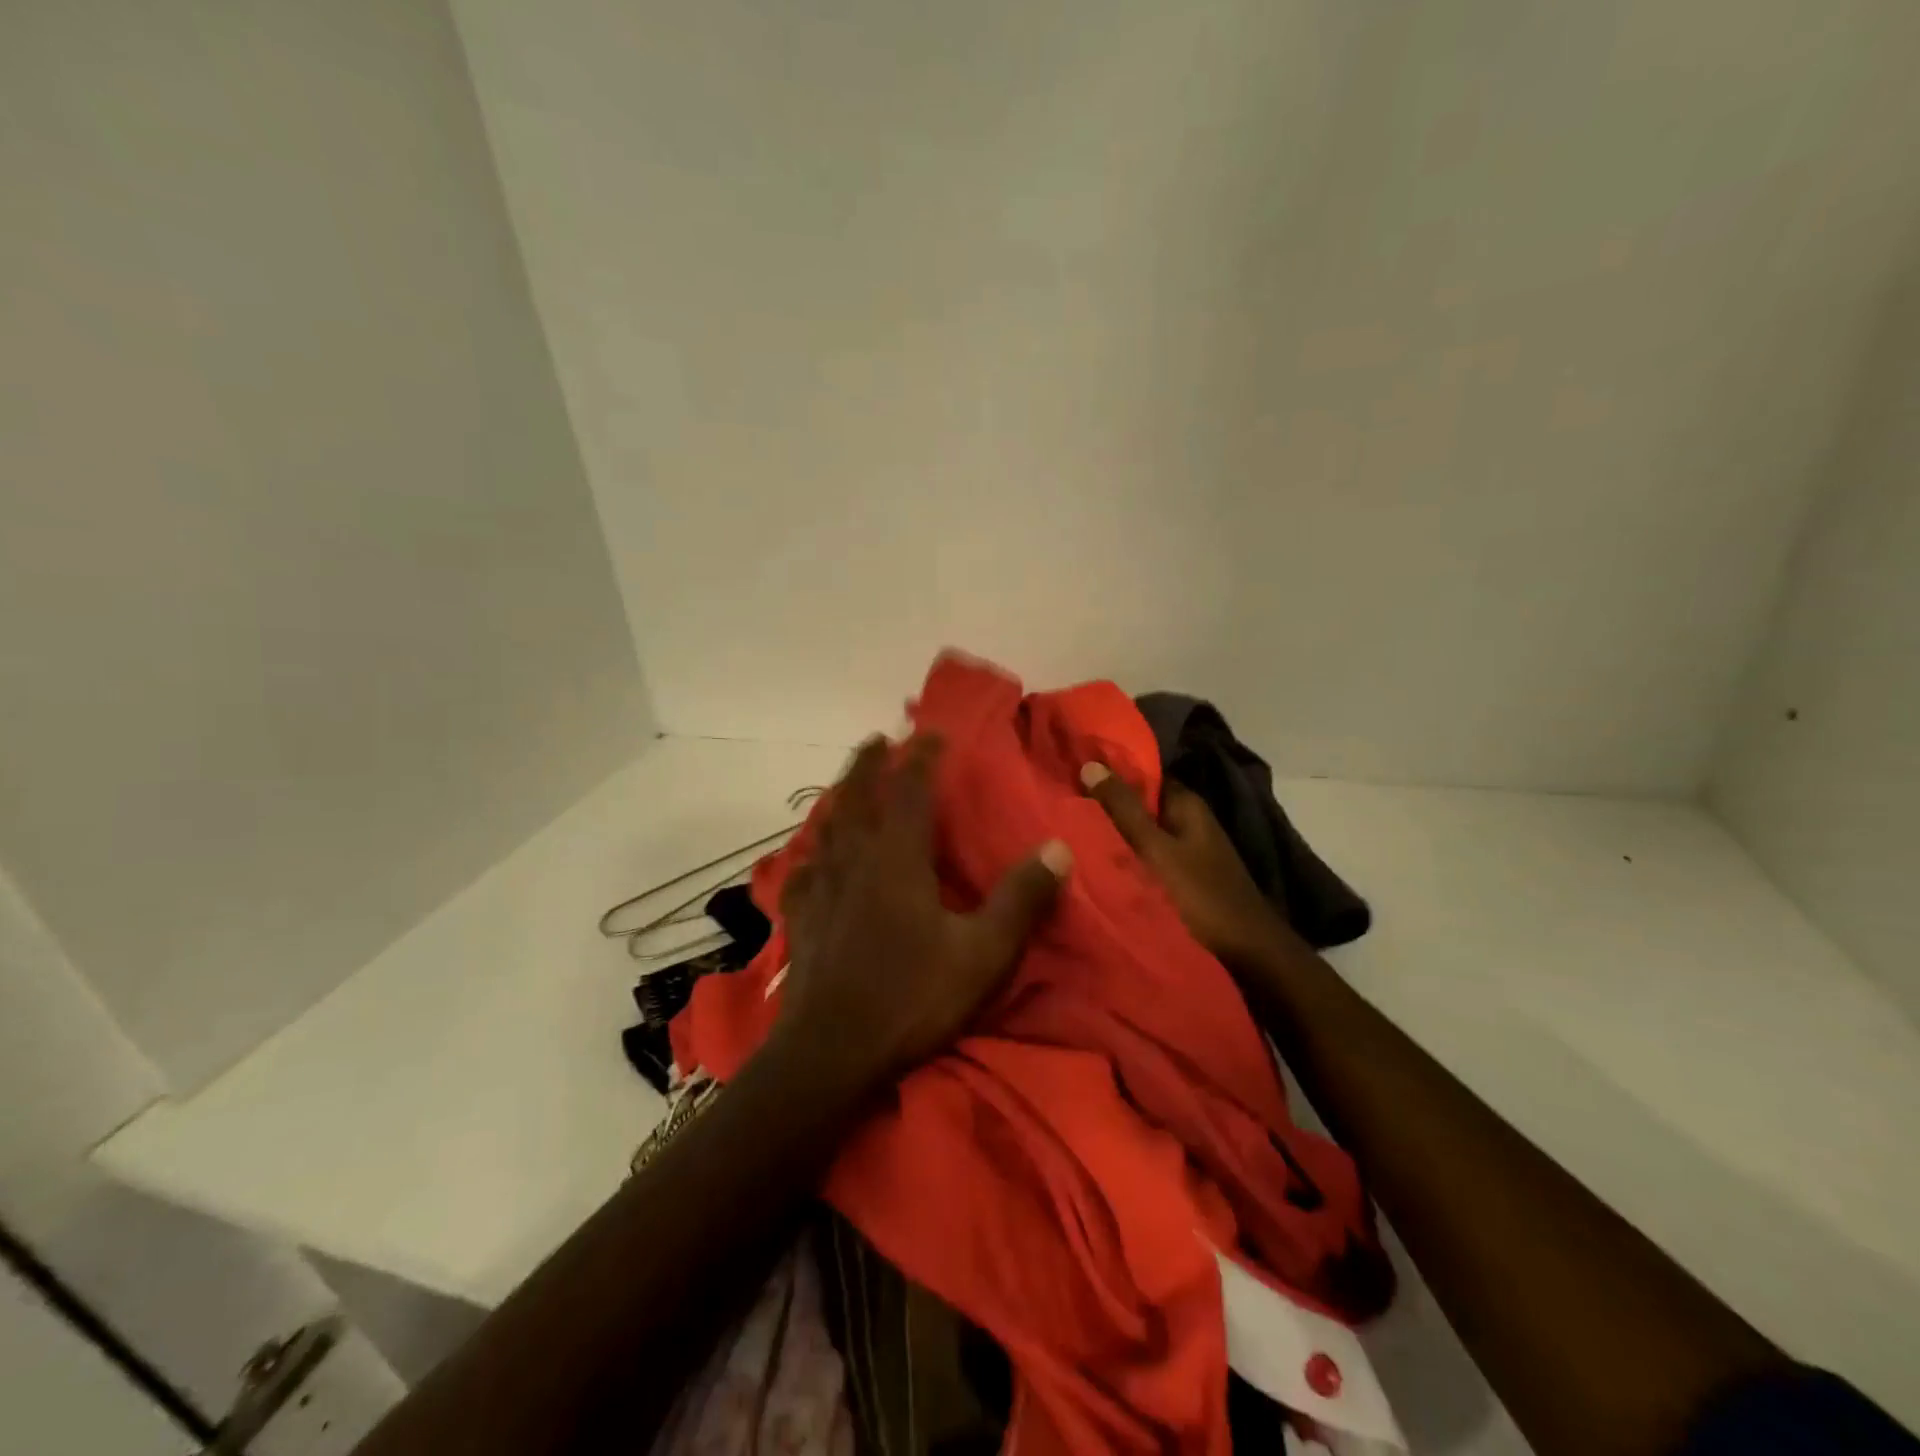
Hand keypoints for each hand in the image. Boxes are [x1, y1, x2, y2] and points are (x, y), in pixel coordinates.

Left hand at [771, 734, 1072, 1096]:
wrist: (832, 1052)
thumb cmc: (911, 997)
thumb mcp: (983, 953)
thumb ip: (1021, 899)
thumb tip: (1058, 848)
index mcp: (897, 859)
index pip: (910, 790)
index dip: (922, 757)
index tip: (932, 733)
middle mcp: (853, 860)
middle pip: (856, 797)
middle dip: (868, 764)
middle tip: (877, 741)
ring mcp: (819, 888)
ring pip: (825, 827)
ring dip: (838, 799)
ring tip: (845, 788)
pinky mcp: (799, 919)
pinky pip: (800, 872)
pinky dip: (808, 855)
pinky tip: (809, 860)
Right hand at [1080, 763, 1290, 969]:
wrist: (1248, 956)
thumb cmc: (1201, 896)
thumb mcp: (1156, 850)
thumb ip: (1124, 810)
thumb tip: (1090, 764)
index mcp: (1186, 805)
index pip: (1143, 774)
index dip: (1109, 772)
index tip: (1071, 772)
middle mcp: (1189, 822)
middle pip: (1140, 805)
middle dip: (1106, 806)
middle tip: (1061, 805)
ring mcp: (1188, 853)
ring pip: (1141, 835)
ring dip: (1113, 836)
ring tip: (1069, 833)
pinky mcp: (1183, 880)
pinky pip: (1146, 860)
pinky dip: (1125, 860)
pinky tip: (1095, 865)